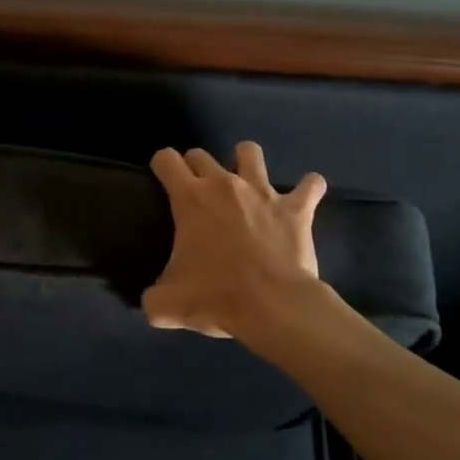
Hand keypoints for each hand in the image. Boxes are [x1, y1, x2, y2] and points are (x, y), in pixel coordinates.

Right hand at [143, 142, 326, 338]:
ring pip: (250, 152)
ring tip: (246, 180)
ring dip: (246, 162)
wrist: (273, 307)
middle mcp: (223, 184)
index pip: (166, 159)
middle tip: (199, 193)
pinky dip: (308, 188)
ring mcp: (262, 191)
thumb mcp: (169, 304)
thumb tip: (149, 305)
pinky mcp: (295, 208)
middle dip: (196, 167)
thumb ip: (153, 299)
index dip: (162, 166)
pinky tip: (305, 196)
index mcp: (190, 198)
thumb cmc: (217, 297)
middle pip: (201, 154)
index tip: (163, 180)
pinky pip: (310, 185)